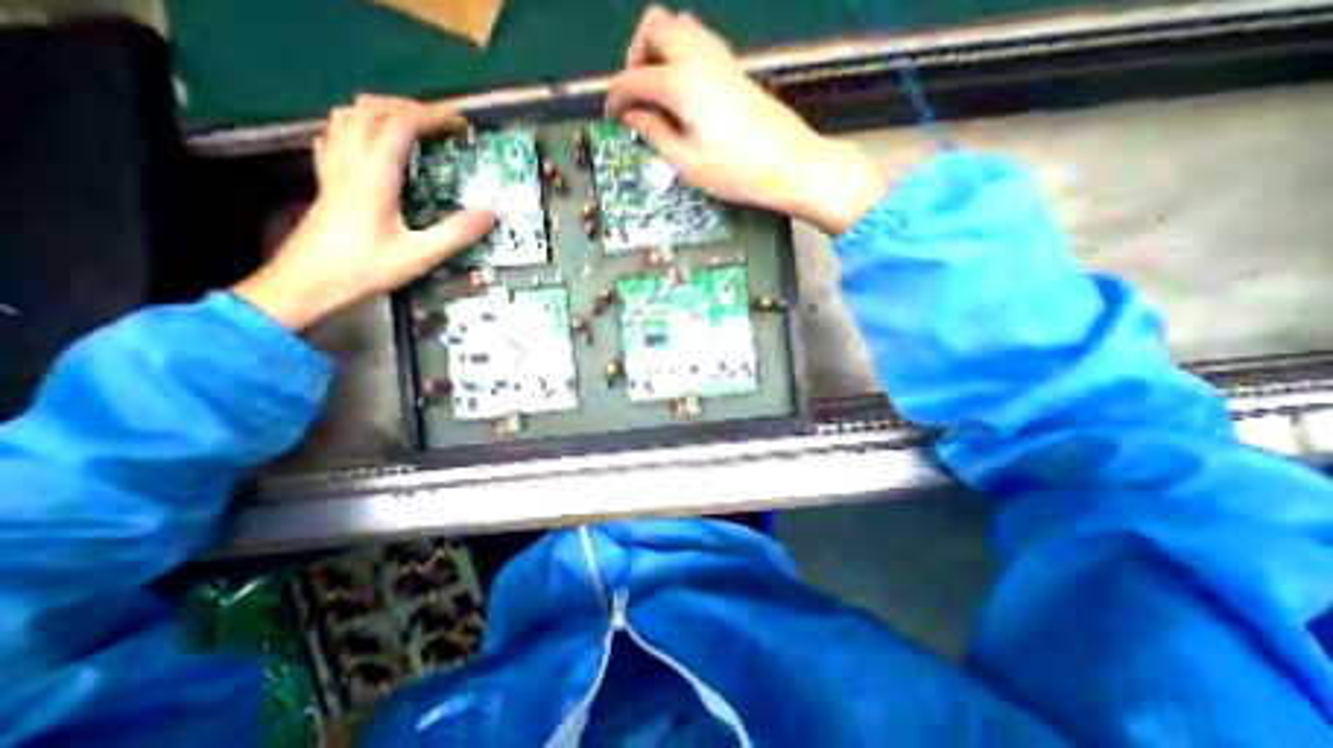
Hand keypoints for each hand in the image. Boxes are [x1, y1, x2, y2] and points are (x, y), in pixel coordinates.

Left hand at [232, 94, 494, 326]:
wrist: (307, 283)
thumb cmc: (365, 268)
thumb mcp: (420, 255)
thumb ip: (456, 233)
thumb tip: (491, 212)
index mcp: (373, 176)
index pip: (399, 126)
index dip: (430, 117)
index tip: (458, 123)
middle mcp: (350, 162)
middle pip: (369, 110)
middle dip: (406, 107)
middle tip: (437, 122)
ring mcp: (333, 169)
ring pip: (346, 117)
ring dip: (379, 112)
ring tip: (408, 126)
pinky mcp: (326, 182)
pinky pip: (335, 137)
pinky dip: (357, 128)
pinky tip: (371, 144)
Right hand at [607, 7, 886, 234]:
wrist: (788, 164)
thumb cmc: (734, 171)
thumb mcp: (686, 162)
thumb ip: (654, 133)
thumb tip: (631, 116)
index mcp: (681, 84)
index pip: (635, 77)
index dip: (617, 95)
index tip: (611, 116)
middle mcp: (699, 58)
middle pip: (656, 25)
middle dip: (636, 55)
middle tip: (637, 94)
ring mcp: (721, 58)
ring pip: (680, 26)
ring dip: (660, 50)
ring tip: (659, 92)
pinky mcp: (736, 68)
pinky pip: (700, 42)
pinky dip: (682, 55)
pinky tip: (685, 91)